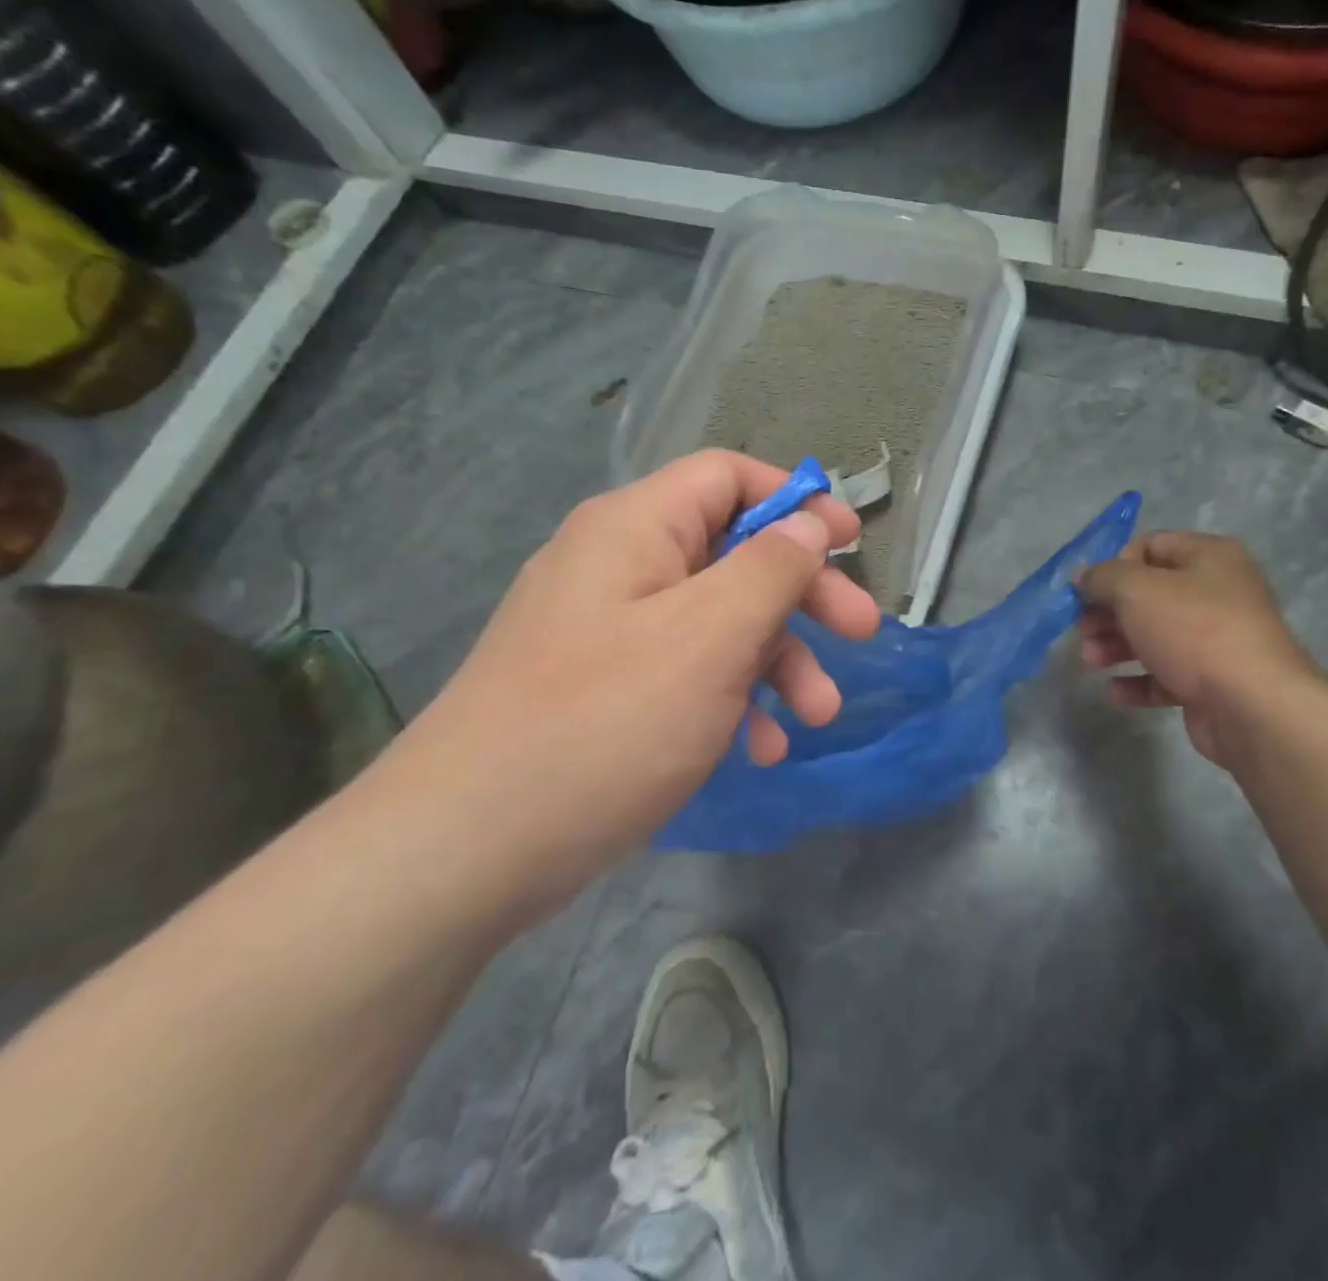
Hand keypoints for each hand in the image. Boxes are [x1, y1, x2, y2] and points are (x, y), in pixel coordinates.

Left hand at [381, 452, 879, 918]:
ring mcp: (609, 631)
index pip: (727, 476)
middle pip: (733, 552)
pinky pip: (686, 672)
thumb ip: (770, 568)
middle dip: (803, 595)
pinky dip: (731, 699)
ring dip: (776, 660)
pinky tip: (758, 748)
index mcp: (635, 529)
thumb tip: (807, 522)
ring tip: (816, 716)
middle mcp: (619, 566)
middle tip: (861, 633)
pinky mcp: (605, 689)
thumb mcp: (710, 636)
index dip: (794, 500)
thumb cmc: (604, 722)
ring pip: (717, 621)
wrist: (465, 850)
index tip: (850, 542)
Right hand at [1075, 531, 1322, 769]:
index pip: (1151, 545)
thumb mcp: (1136, 590)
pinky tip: (1115, 691)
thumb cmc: (1193, 630)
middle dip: (1109, 611)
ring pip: (1155, 635)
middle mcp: (1218, 592)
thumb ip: (1102, 577)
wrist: (1252, 705)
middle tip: (1082, 628)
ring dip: (1116, 645)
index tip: (1090, 590)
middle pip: (1149, 594)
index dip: (1115, 564)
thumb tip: (1082, 574)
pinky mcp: (1212, 681)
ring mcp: (1217, 640)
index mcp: (1209, 557)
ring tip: (1091, 660)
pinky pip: (1167, 675)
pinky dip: (1139, 680)